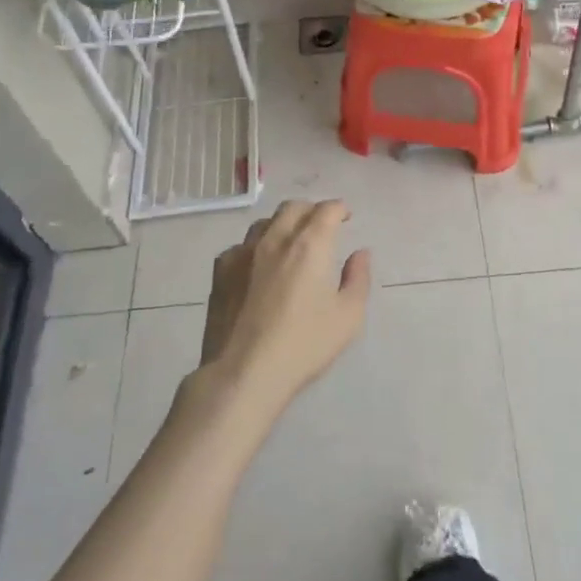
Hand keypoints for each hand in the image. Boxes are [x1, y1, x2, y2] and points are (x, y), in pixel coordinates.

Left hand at [198, 199, 371, 418]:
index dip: (338, 208)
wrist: (242, 372)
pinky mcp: (220, 271)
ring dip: (282, 225)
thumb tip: (360, 253)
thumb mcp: (348, 317)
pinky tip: (257, 267)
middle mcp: (275, 239)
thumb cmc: (303, 345)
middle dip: (311, 210)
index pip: (326, 210)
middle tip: (320, 226)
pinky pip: (241, 246)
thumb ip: (358, 279)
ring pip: (265, 223)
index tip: (345, 216)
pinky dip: (256, 247)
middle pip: (293, 207)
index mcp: (310, 245)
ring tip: (289, 243)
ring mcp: (243, 252)